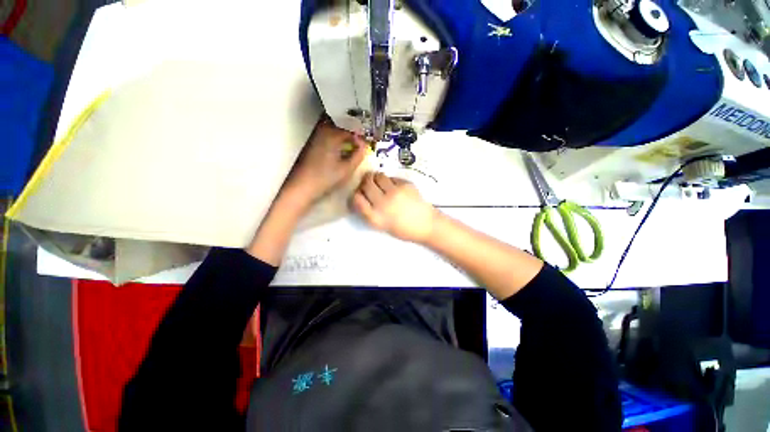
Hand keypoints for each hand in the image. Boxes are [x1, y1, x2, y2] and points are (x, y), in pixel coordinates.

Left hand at [282, 118, 367, 205]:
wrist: (302, 186)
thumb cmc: (326, 178)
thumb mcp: (347, 169)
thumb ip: (359, 156)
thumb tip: (365, 146)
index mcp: (332, 134)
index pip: (352, 127)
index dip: (362, 134)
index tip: (368, 142)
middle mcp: (323, 130)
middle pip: (342, 124)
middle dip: (354, 130)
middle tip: (362, 141)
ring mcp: (316, 136)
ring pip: (334, 127)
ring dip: (345, 133)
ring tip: (354, 143)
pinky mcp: (312, 143)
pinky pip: (328, 133)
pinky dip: (337, 137)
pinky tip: (342, 147)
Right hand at [351, 172, 437, 242]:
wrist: (426, 224)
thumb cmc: (403, 229)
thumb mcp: (381, 225)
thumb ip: (370, 211)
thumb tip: (361, 194)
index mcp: (375, 217)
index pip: (356, 199)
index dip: (356, 194)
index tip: (359, 194)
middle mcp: (383, 203)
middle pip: (366, 184)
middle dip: (365, 182)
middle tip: (368, 184)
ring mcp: (395, 192)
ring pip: (378, 176)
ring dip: (376, 178)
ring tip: (381, 183)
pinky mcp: (405, 184)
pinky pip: (391, 177)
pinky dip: (389, 180)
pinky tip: (394, 187)